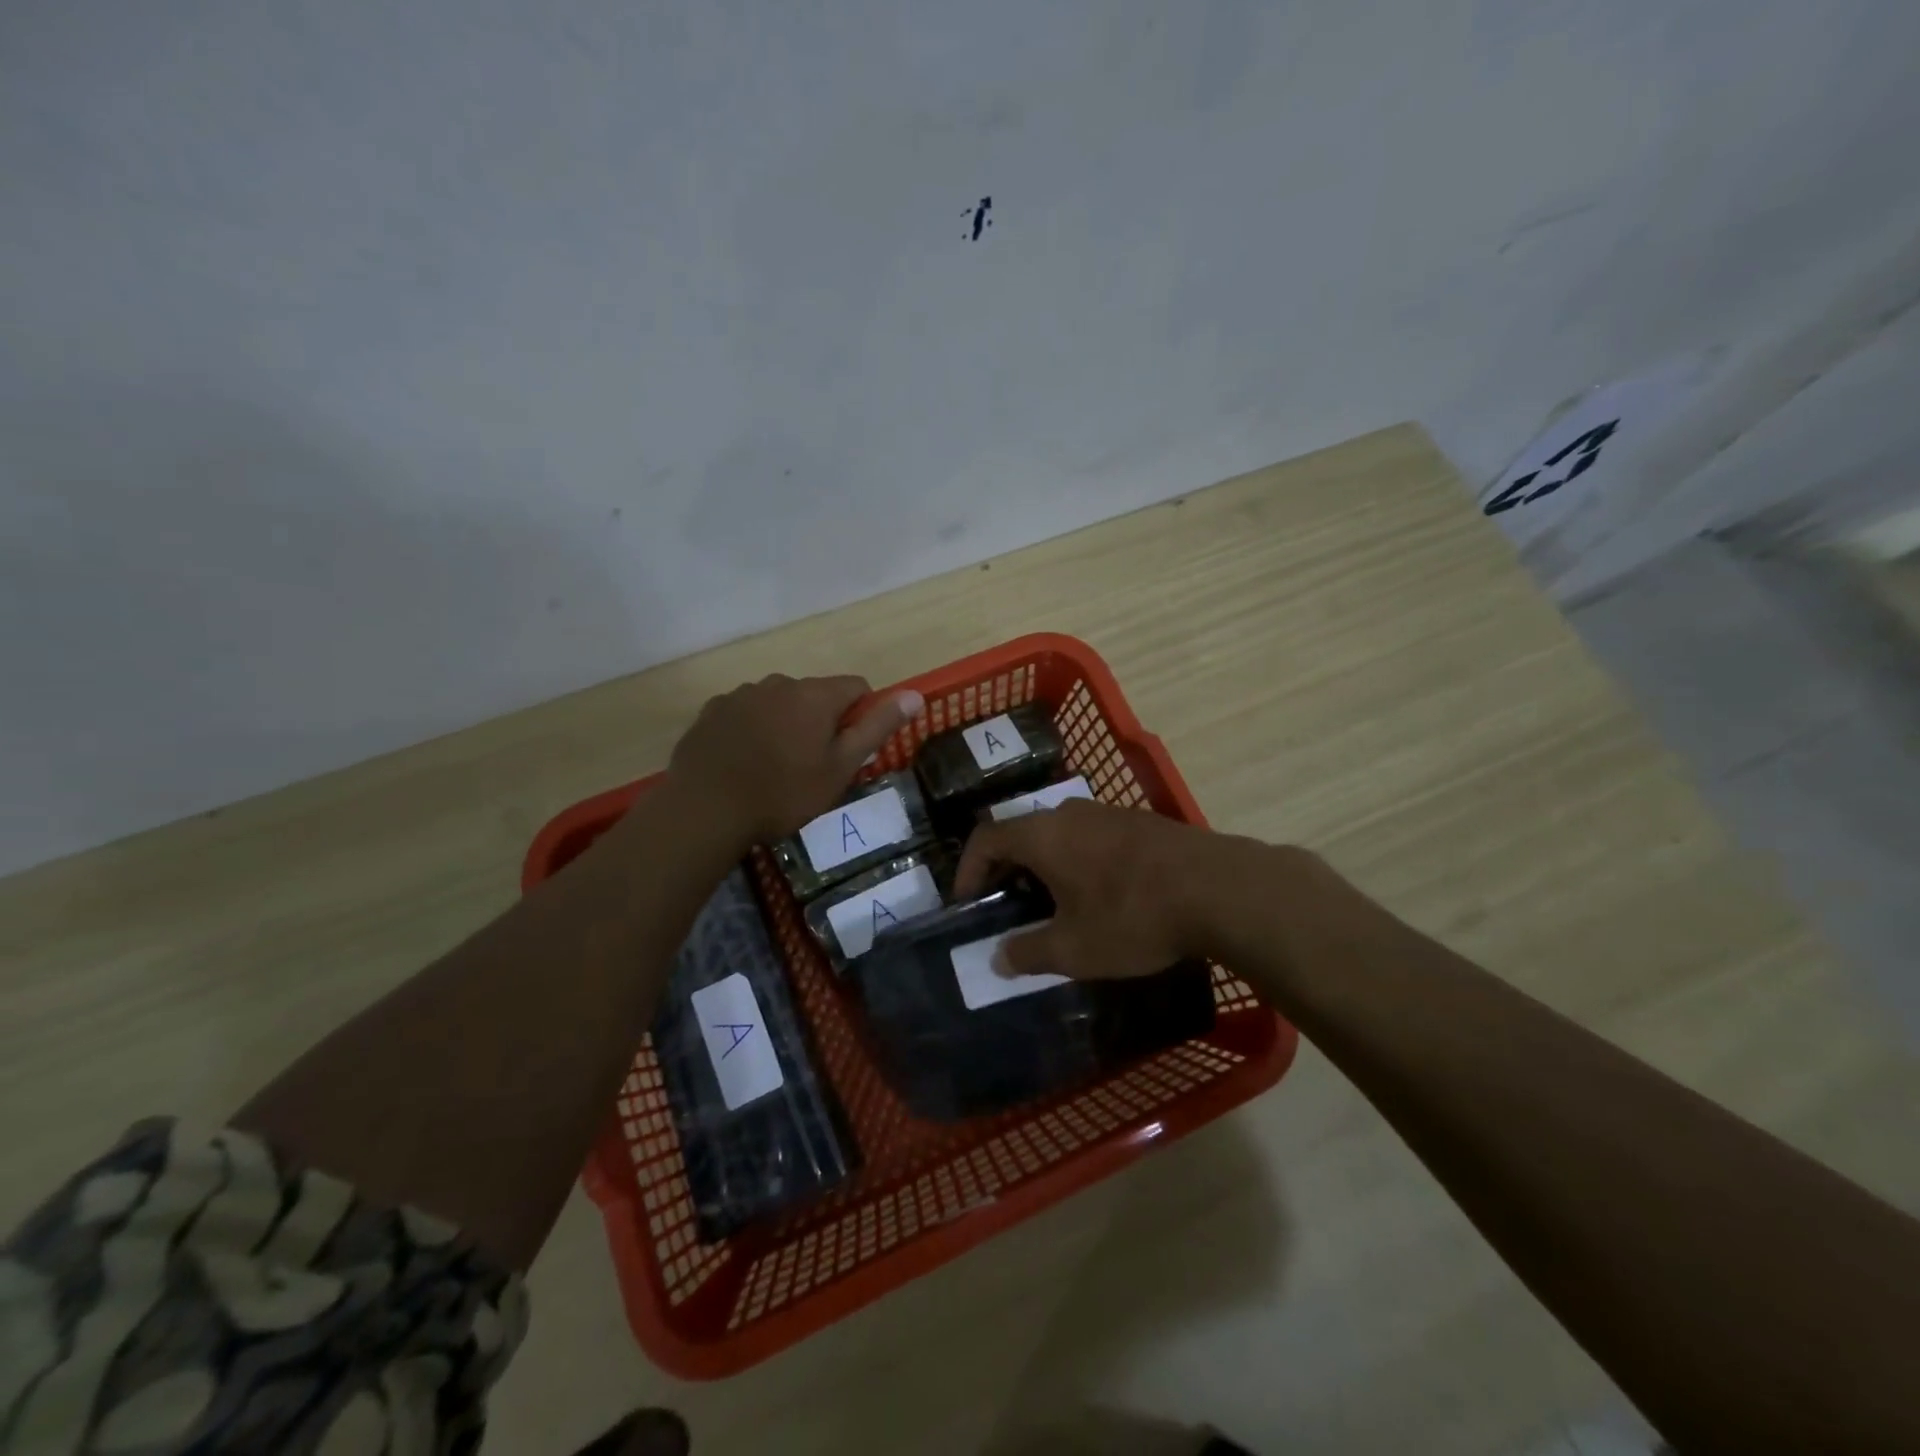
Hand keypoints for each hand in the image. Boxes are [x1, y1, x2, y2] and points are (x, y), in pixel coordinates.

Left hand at [668, 674, 923, 843]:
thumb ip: (878, 727)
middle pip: (814, 695)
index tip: (849, 749)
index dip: (861, 715)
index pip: (856, 687)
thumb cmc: (783, 793)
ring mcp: (740, 694)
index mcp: (815, 695)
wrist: (705, 810)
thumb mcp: (840, 767)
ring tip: (773, 768)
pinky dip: (751, 730)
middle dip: (820, 721)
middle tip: (811, 766)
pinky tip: (743, 763)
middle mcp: (778, 683)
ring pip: (778, 703)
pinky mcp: (711, 711)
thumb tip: (915, 694)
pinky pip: (745, 713)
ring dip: (784, 724)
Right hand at [955, 797, 1236, 979]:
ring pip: (1058, 834)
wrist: (1220, 889)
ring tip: (1051, 905)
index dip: (967, 869)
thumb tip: (999, 958)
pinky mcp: (1141, 822)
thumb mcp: (1074, 948)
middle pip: (1021, 832)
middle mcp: (1069, 812)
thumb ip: (1028, 952)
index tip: (967, 903)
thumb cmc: (1132, 916)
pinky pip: (1091, 837)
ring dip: (1044, 866)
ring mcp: (1108, 813)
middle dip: (1006, 870)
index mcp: (1042, 834)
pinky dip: (1077, 861)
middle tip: (1006, 907)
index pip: (986, 838)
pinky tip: (1098, 895)